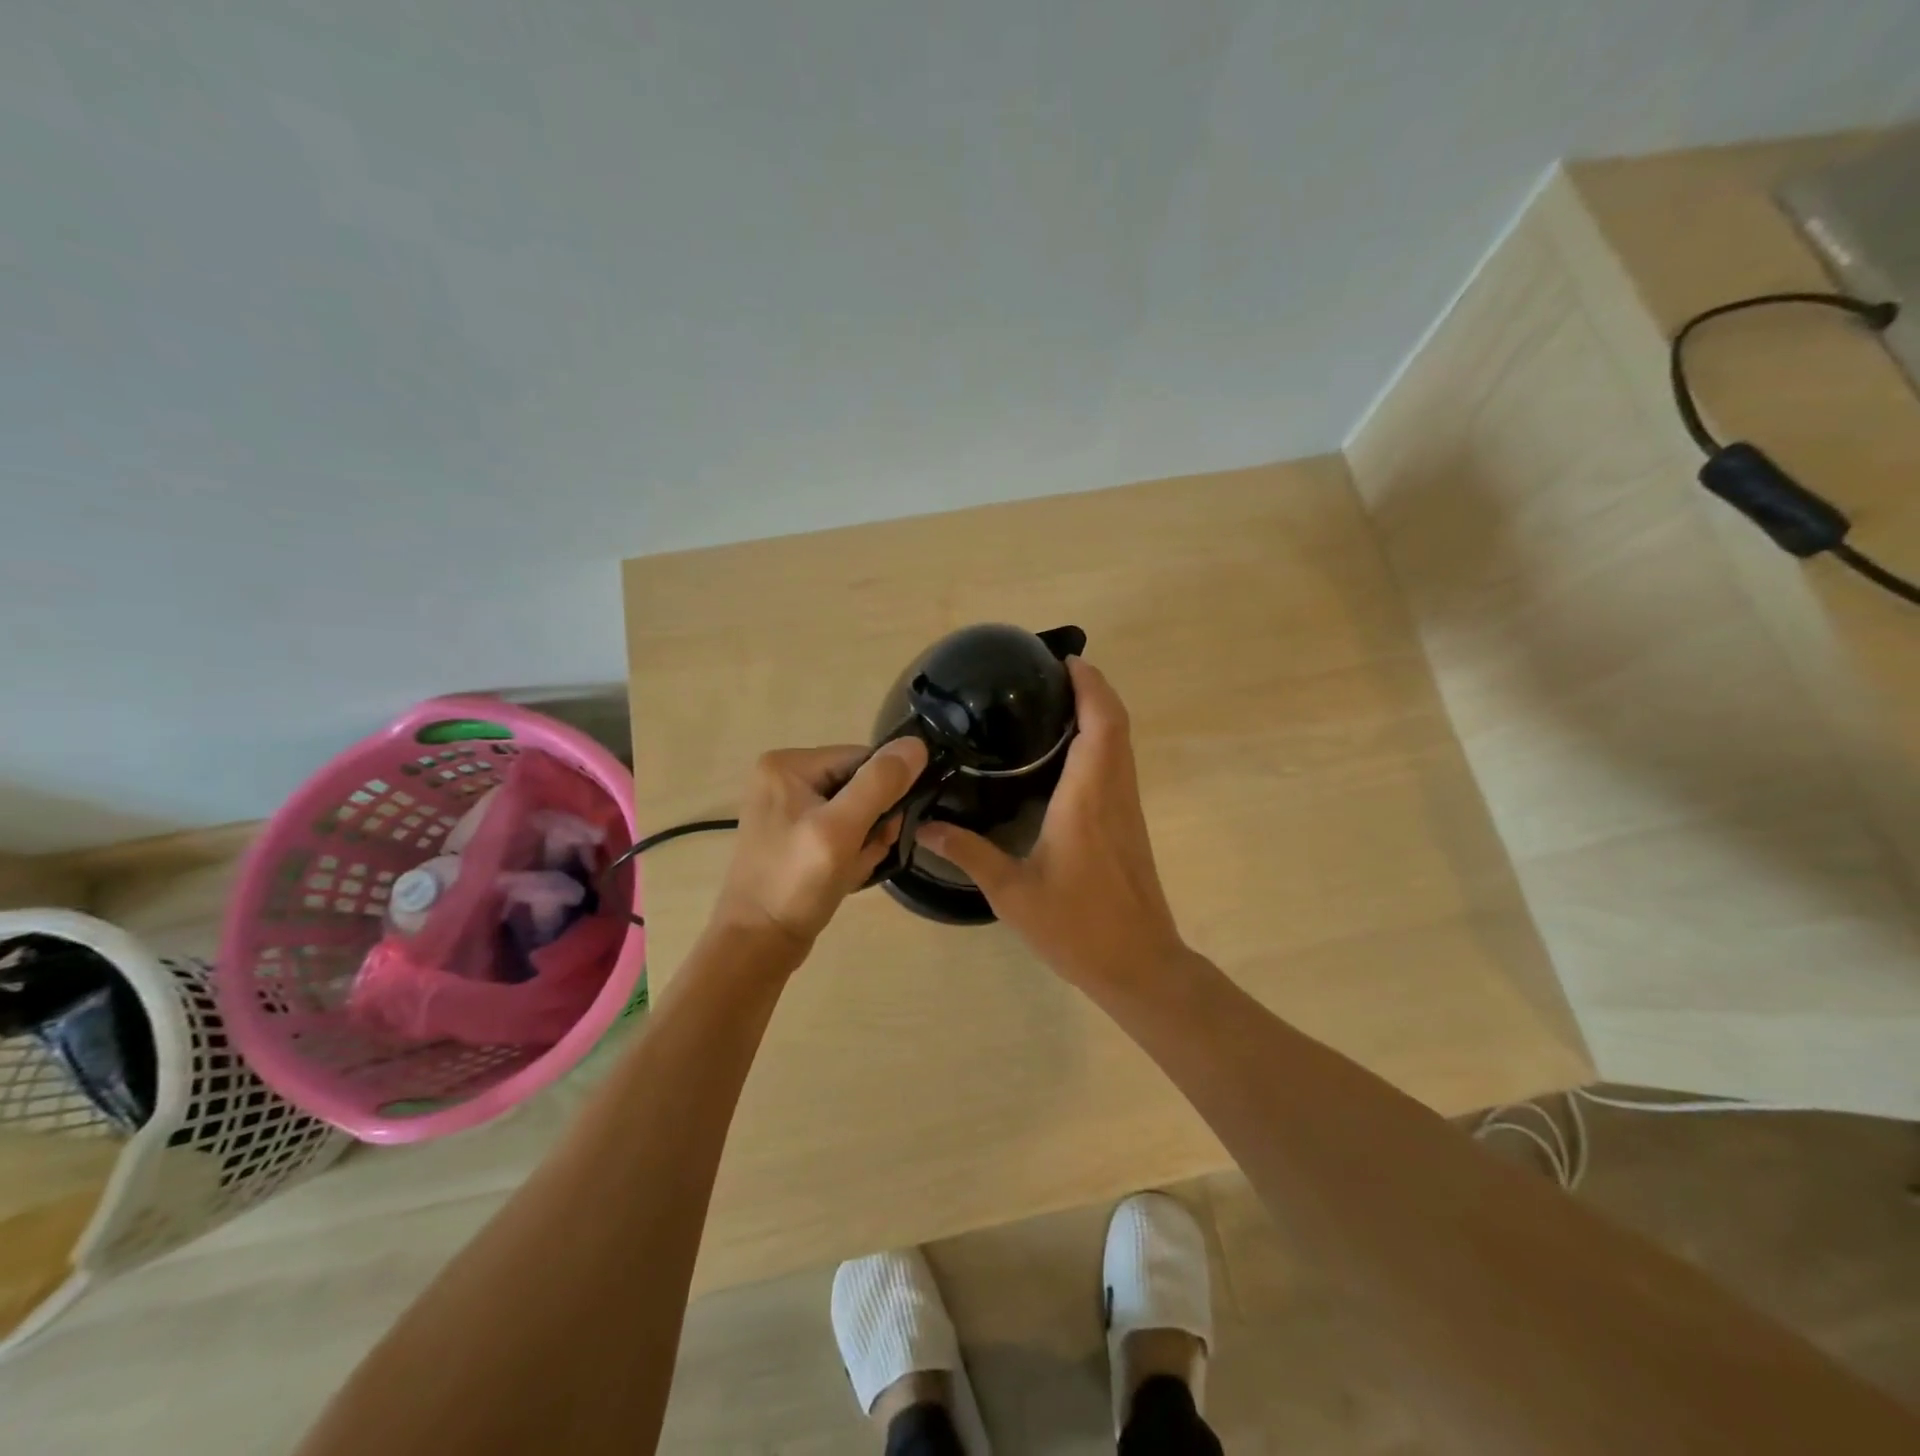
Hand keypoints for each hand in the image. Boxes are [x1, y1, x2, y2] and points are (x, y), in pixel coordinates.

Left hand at [708, 737, 929, 954]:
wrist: (758, 946)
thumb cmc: (796, 883)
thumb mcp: (842, 829)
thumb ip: (880, 783)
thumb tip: (917, 744)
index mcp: (787, 764)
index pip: (862, 759)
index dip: (884, 792)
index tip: (885, 829)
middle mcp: (784, 778)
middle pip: (859, 786)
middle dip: (872, 823)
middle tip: (862, 854)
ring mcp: (787, 809)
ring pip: (854, 812)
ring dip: (864, 842)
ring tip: (851, 869)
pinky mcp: (794, 836)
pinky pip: (840, 832)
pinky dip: (851, 853)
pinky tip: (844, 875)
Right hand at [917, 659, 1188, 988]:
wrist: (1139, 965)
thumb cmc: (1077, 928)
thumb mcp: (1012, 893)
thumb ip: (969, 853)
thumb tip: (925, 825)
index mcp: (1087, 799)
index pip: (1100, 723)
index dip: (1090, 685)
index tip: (1065, 660)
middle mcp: (1113, 793)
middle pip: (1117, 723)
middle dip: (1093, 688)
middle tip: (1052, 674)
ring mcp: (1127, 808)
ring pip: (1123, 743)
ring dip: (1100, 712)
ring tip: (1057, 702)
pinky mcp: (1130, 824)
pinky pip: (1120, 764)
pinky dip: (1103, 740)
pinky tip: (1069, 753)